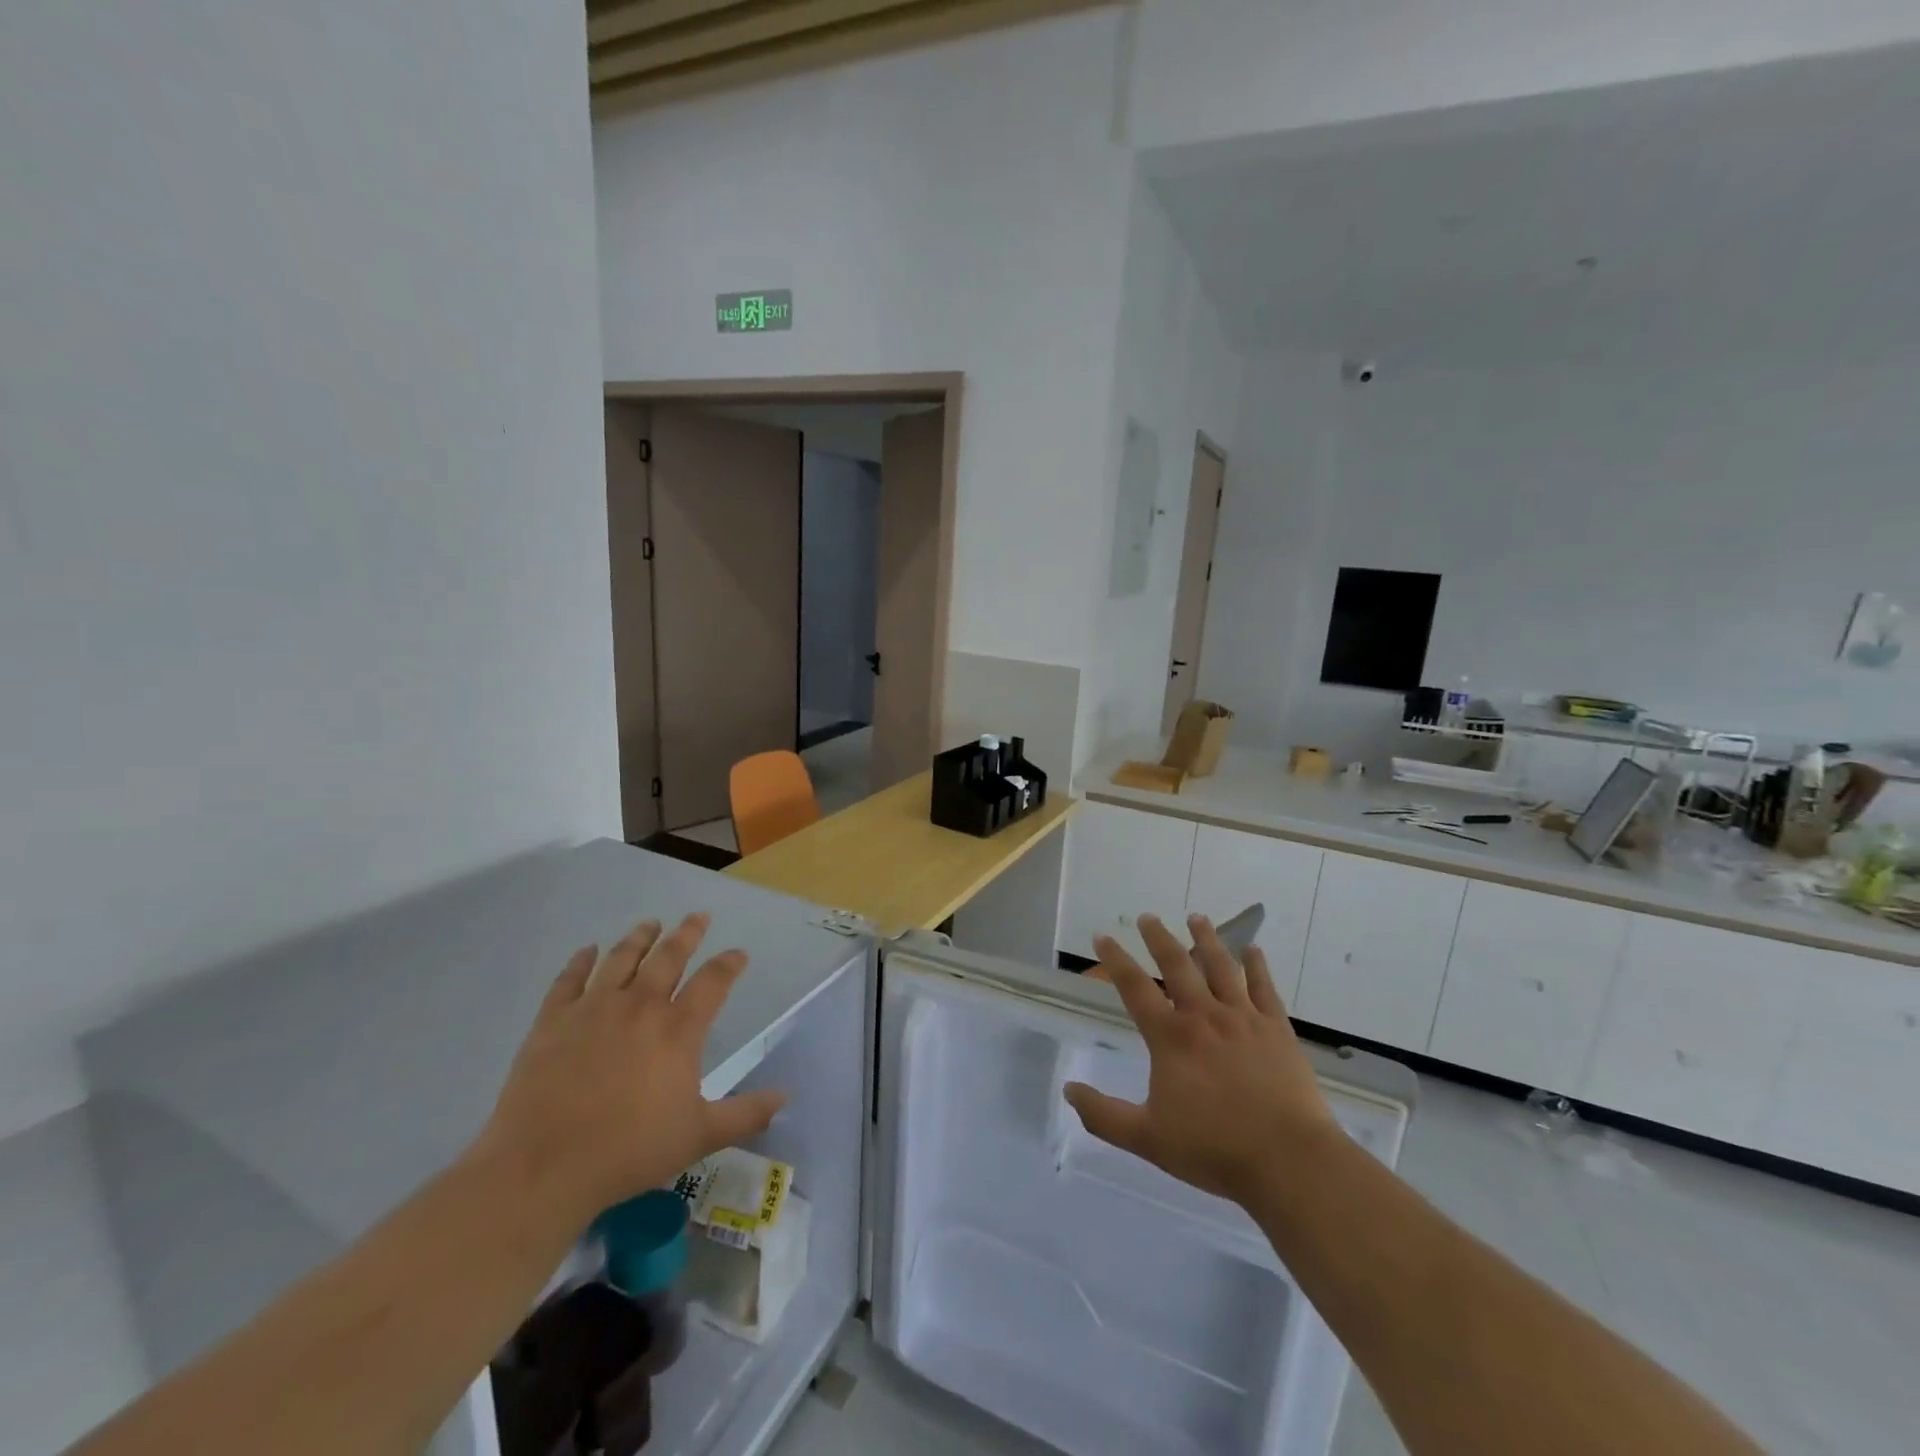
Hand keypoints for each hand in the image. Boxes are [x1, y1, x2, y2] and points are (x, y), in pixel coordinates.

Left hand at [476, 914, 786, 1226]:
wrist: (543, 1167)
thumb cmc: (628, 1151)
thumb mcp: (699, 1136)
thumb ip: (745, 1114)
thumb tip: (785, 1097)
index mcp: (678, 1029)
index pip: (713, 982)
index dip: (729, 964)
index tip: (738, 954)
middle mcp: (640, 1006)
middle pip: (669, 957)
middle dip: (687, 934)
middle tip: (698, 916)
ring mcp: (593, 1009)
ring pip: (621, 959)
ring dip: (640, 938)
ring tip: (650, 924)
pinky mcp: (552, 1021)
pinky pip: (568, 979)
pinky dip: (580, 961)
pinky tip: (587, 951)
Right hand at [1065, 913, 1339, 1206]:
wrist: (1289, 1160)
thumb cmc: (1214, 1149)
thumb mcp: (1147, 1138)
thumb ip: (1103, 1115)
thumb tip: (1068, 1090)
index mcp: (1170, 1037)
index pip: (1134, 987)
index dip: (1115, 960)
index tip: (1103, 937)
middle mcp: (1203, 1016)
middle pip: (1177, 964)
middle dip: (1159, 937)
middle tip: (1148, 917)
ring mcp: (1243, 1018)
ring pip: (1221, 967)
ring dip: (1207, 939)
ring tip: (1197, 918)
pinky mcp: (1277, 1029)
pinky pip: (1265, 987)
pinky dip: (1257, 965)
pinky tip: (1253, 950)